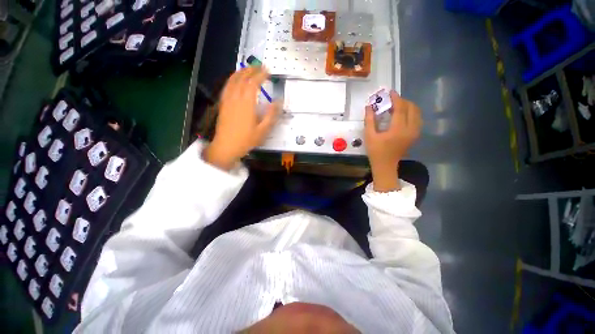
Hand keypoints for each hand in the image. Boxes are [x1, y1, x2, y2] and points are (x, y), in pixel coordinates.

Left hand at [204, 67, 280, 169]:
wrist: (227, 146)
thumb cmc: (247, 139)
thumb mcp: (263, 130)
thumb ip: (271, 115)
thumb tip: (279, 101)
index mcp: (247, 103)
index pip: (253, 83)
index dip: (261, 75)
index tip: (267, 71)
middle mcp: (236, 98)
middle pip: (242, 78)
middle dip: (251, 70)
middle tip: (259, 66)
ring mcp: (227, 100)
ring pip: (232, 80)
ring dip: (240, 72)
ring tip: (247, 69)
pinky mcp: (223, 104)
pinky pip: (226, 87)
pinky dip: (231, 80)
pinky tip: (234, 80)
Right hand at [364, 91, 421, 191]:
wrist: (386, 165)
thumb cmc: (376, 151)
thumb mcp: (369, 136)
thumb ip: (370, 120)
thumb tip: (369, 107)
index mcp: (398, 129)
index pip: (400, 108)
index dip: (396, 98)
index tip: (390, 92)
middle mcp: (410, 129)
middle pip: (411, 108)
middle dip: (402, 101)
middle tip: (392, 100)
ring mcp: (415, 132)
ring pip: (417, 113)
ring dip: (408, 106)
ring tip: (397, 106)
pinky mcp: (415, 135)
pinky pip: (417, 119)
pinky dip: (411, 113)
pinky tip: (402, 115)